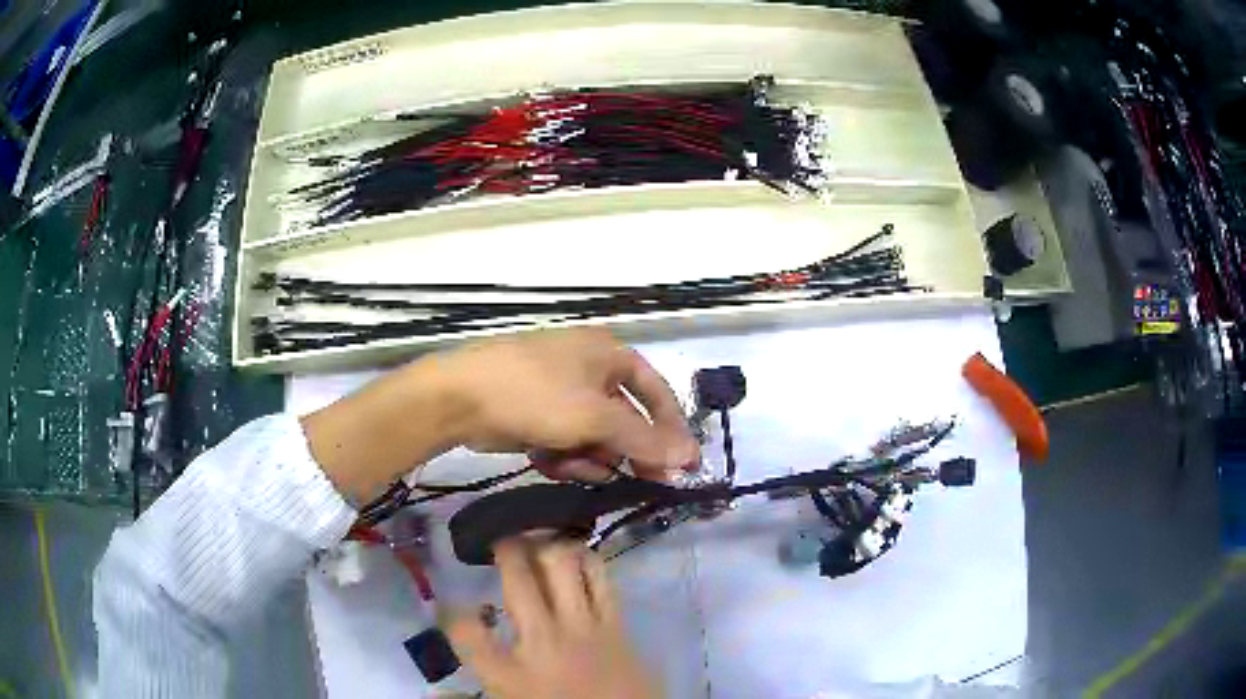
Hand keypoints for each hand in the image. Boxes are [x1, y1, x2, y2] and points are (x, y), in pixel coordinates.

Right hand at [445, 538, 658, 698]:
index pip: (465, 632)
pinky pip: (600, 577)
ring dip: (546, 545)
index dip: (450, 613)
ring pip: (562, 564)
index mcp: (511, 673)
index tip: (448, 604)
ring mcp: (583, 627)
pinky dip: (585, 558)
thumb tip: (435, 693)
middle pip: (517, 578)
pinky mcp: (615, 623)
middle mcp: (543, 640)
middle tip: (500, 542)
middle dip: (504, 549)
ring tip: (536, 541)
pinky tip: (574, 556)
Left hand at [446, 329, 698, 480]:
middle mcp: (588, 368)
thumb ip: (644, 439)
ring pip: (594, 436)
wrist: (460, 398)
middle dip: (625, 451)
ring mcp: (560, 392)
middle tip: (638, 483)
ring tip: (573, 466)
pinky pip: (566, 441)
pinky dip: (563, 456)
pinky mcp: (537, 414)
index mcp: (607, 353)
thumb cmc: (536, 395)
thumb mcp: (595, 417)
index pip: (656, 391)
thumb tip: (689, 457)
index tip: (683, 464)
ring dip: (590, 458)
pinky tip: (549, 462)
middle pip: (625, 418)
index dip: (671, 427)